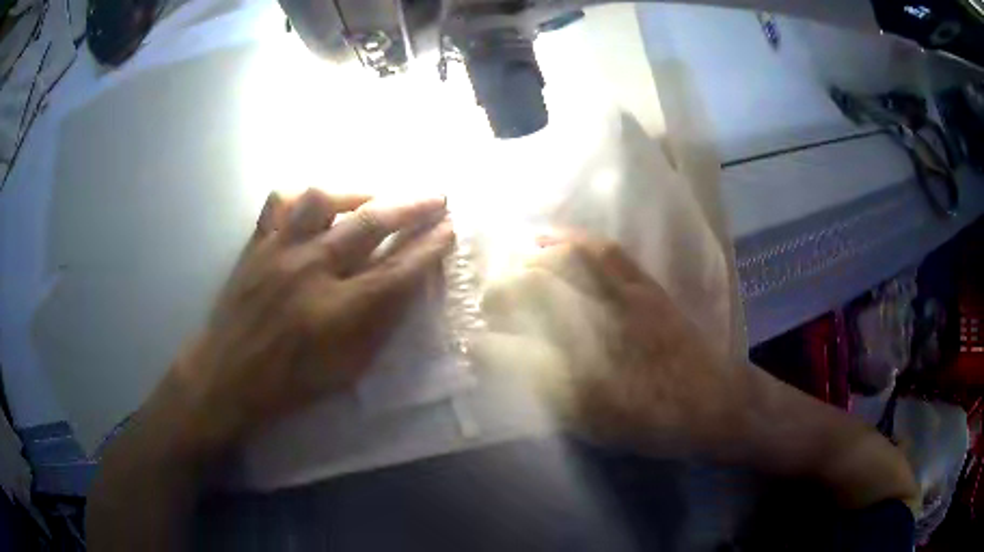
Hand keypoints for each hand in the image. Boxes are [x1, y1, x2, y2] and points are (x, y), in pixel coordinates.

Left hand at [165, 189, 453, 453]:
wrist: (227, 376)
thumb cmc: (291, 382)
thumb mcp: (347, 369)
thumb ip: (379, 326)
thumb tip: (406, 287)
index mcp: (338, 312)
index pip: (398, 270)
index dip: (430, 247)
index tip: (450, 229)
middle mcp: (310, 271)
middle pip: (370, 224)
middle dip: (412, 206)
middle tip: (437, 196)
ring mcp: (279, 252)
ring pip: (321, 200)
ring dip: (356, 194)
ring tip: (372, 199)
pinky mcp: (256, 244)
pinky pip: (278, 203)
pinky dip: (301, 198)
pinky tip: (315, 207)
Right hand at [477, 232, 735, 454]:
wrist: (715, 403)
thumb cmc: (655, 423)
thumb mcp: (596, 424)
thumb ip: (549, 395)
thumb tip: (511, 368)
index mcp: (586, 378)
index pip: (519, 351)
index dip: (488, 344)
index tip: (473, 342)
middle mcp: (602, 332)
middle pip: (538, 292)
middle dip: (503, 291)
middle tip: (489, 300)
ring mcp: (626, 301)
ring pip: (569, 262)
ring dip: (532, 258)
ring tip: (513, 259)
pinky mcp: (646, 287)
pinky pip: (606, 252)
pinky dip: (573, 239)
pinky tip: (555, 239)